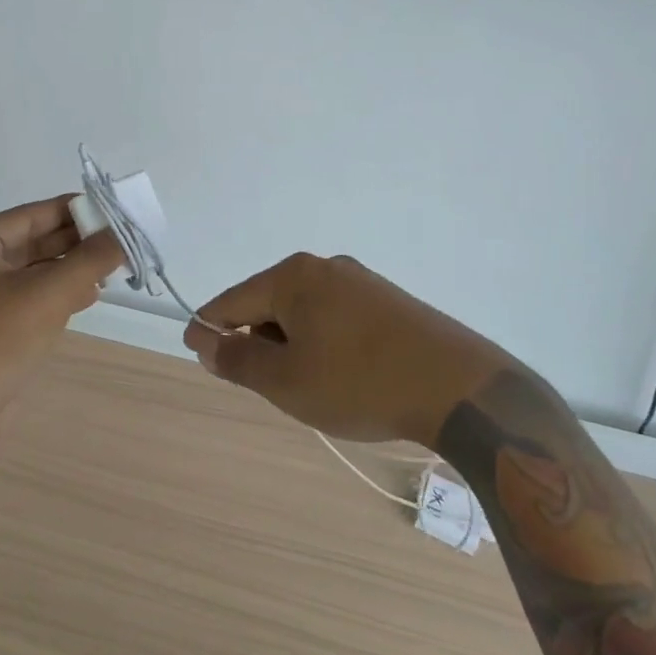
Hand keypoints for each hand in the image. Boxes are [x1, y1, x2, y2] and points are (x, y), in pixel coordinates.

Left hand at [0, 195, 124, 426]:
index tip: (113, 210)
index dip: (74, 211)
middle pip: (31, 242)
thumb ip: (90, 260)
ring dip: (69, 270)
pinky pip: (25, 298)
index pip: (31, 215)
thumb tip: (123, 233)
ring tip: (110, 270)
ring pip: (31, 272)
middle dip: (75, 243)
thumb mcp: (48, 294)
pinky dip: (55, 294)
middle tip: (118, 243)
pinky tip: (87, 296)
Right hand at [183, 254, 513, 447]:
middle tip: (261, 385)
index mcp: (292, 277)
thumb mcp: (287, 382)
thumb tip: (207, 342)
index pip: (231, 300)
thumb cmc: (359, 383)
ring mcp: (360, 280)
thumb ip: (239, 361)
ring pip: (303, 311)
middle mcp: (323, 267)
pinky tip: (339, 373)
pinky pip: (335, 316)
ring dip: (290, 344)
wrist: (458, 387)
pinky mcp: (388, 300)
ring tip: (305, 386)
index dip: (209, 328)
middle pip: (268, 302)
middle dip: (256, 341)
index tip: (197, 352)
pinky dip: (322, 341)